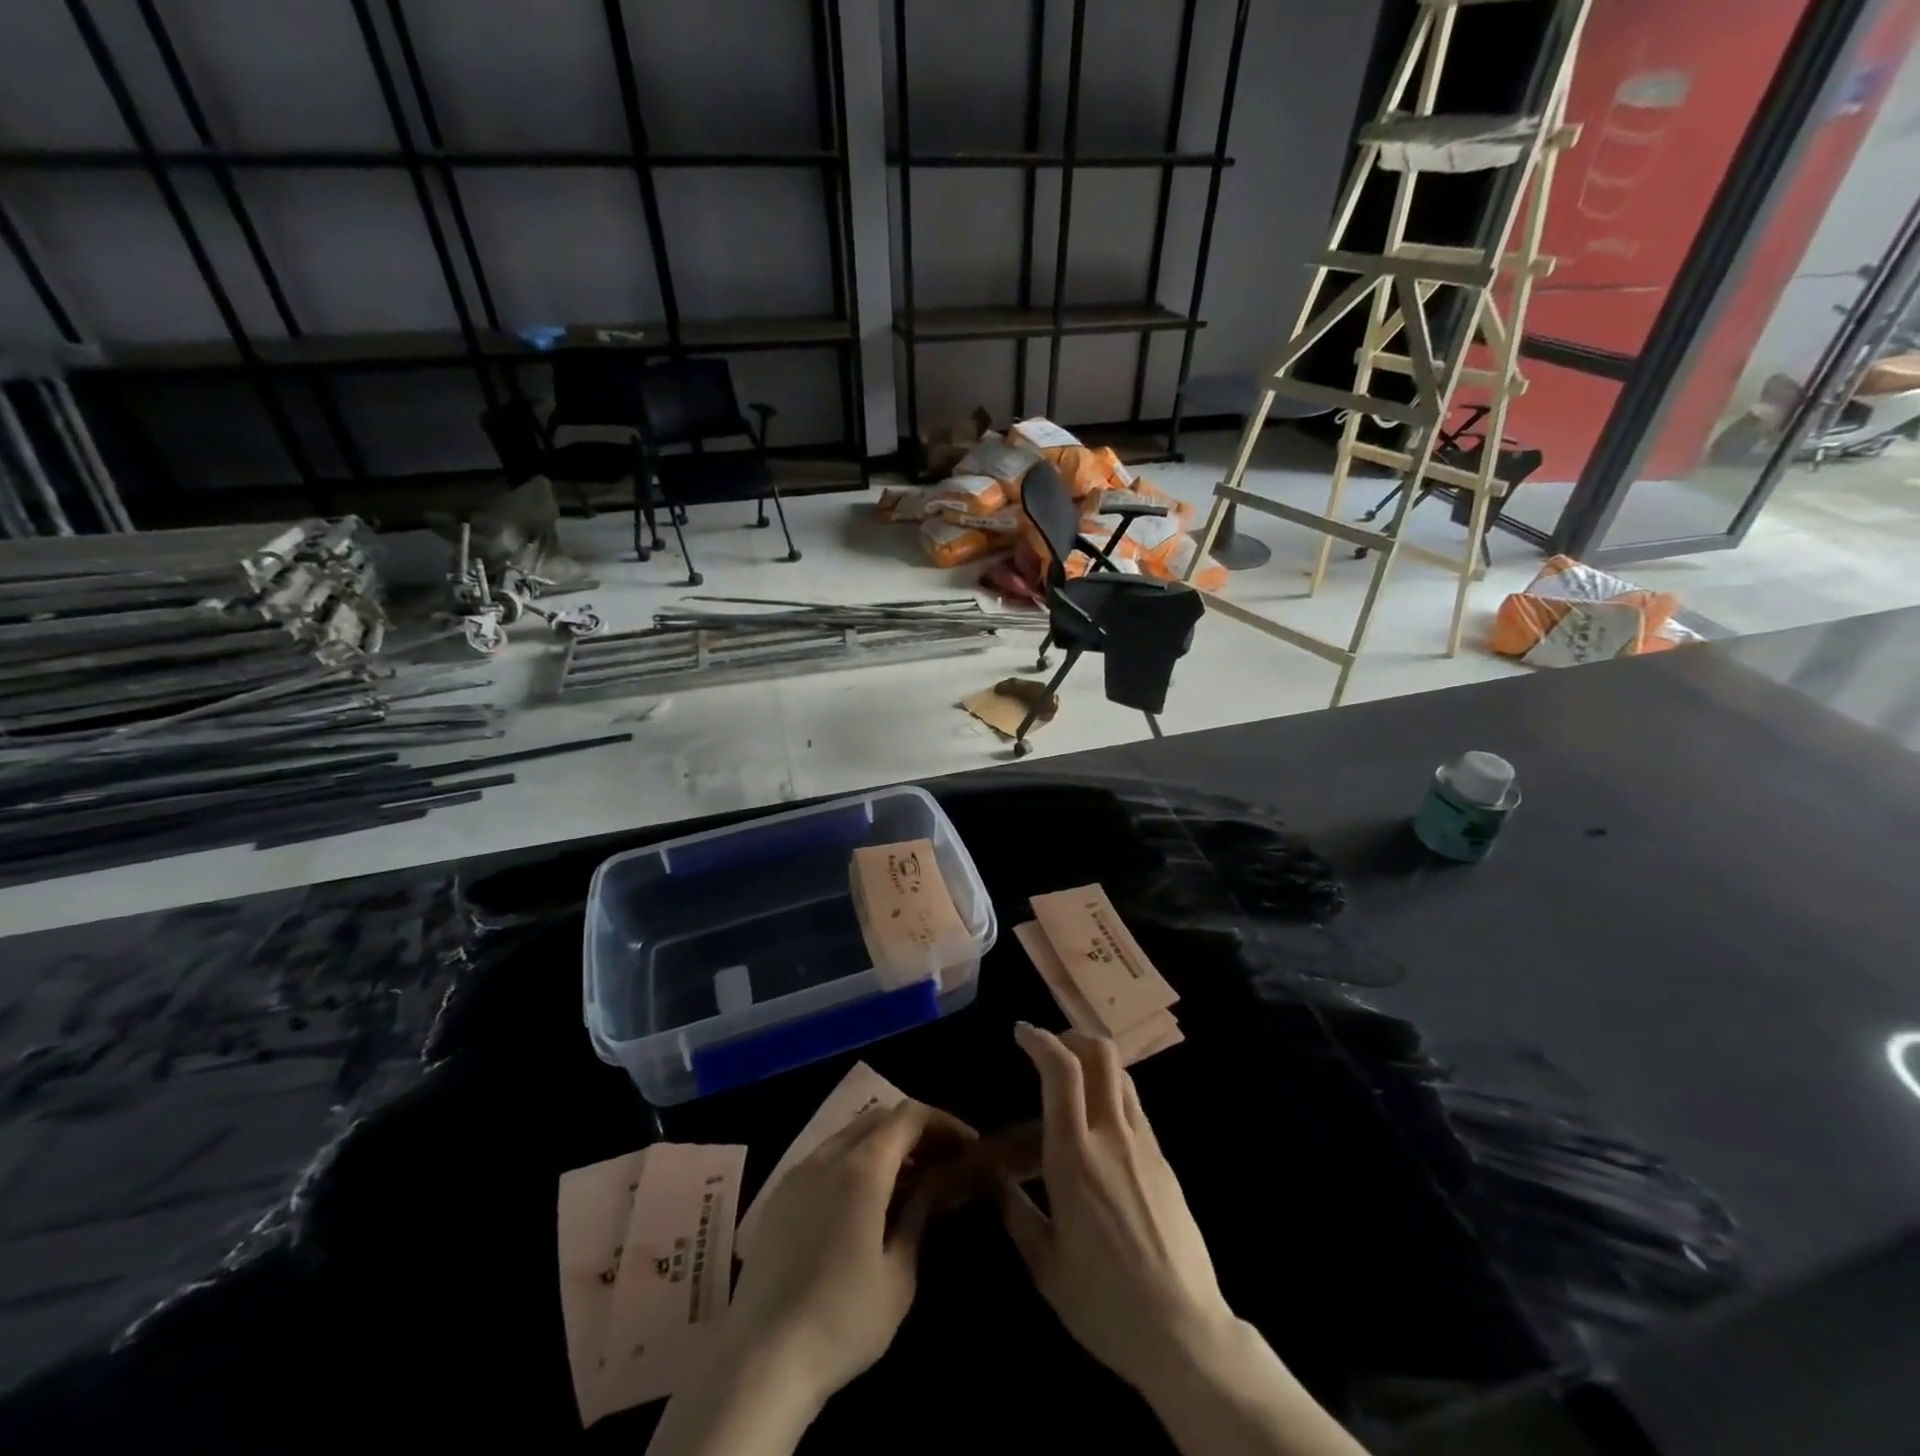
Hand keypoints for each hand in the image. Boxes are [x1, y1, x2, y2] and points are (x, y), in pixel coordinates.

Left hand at [719, 1099, 975, 1408]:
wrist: (759, 1362)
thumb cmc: (842, 1321)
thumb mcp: (899, 1275)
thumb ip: (919, 1215)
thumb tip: (936, 1182)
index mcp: (862, 1167)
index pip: (909, 1116)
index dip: (943, 1123)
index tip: (968, 1146)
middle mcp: (828, 1156)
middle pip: (879, 1119)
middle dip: (915, 1132)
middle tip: (942, 1162)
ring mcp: (797, 1173)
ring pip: (850, 1136)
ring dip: (884, 1146)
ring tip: (909, 1181)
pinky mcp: (778, 1197)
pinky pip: (825, 1159)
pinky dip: (854, 1162)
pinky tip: (864, 1201)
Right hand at [999, 1023, 1234, 1393]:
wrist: (1185, 1334)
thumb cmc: (1104, 1303)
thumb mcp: (1045, 1265)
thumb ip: (1015, 1211)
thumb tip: (992, 1180)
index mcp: (1075, 1157)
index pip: (1061, 1071)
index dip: (1040, 1040)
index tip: (1021, 1032)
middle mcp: (1112, 1136)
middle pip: (1101, 1054)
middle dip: (1071, 1036)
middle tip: (1049, 1047)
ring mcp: (1144, 1146)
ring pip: (1121, 1075)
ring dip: (1093, 1062)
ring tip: (1071, 1083)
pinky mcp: (1164, 1162)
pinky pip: (1134, 1108)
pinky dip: (1110, 1095)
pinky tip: (1097, 1130)